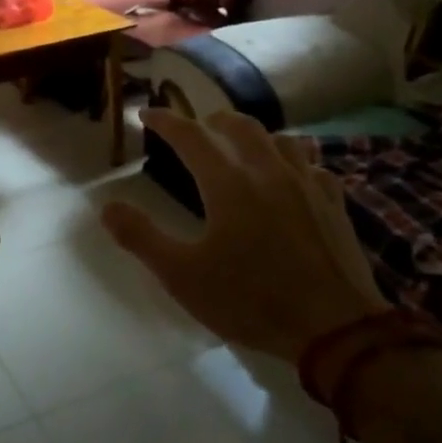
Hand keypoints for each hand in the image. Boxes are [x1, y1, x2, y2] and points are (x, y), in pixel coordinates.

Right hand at [102, 109, 387, 363]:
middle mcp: (268, 171)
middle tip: (196, 129)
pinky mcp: (333, 204)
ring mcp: (306, 184)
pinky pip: (311, 166)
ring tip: (242, 147)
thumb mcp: (183, 276)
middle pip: (239, 125)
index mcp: (228, 183)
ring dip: (254, 135)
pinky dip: (293, 162)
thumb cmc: (250, 300)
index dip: (165, 120)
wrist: (334, 328)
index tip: (146, 114)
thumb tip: (107, 207)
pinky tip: (291, 178)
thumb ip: (141, 237)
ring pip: (280, 139)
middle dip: (211, 121)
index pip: (190, 135)